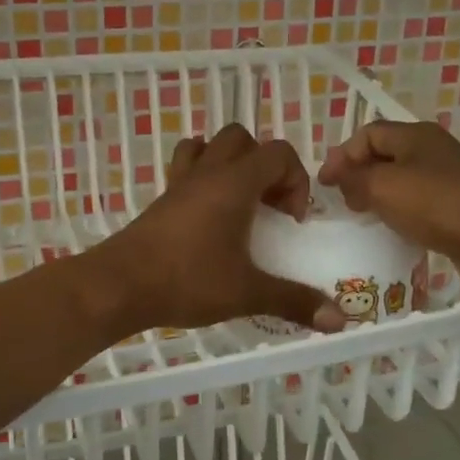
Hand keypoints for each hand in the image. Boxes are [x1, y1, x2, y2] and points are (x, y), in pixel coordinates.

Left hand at [89, 126, 345, 334]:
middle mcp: (208, 172)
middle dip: (264, 166)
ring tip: (238, 203)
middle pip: (242, 139)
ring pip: (209, 146)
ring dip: (230, 164)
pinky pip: (186, 168)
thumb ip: (294, 301)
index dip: (296, 180)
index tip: (290, 221)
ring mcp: (180, 183)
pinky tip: (207, 218)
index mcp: (235, 183)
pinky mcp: (161, 199)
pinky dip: (203, 178)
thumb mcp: (247, 292)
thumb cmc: (187, 280)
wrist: (119, 285)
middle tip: (267, 207)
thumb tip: (340, 320)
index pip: (278, 153)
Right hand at [318, 121, 459, 281]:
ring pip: (401, 179)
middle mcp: (433, 149)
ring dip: (378, 194)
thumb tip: (339, 177)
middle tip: (343, 201)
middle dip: (359, 174)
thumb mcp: (383, 187)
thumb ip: (353, 178)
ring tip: (364, 216)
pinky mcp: (458, 203)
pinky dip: (400, 210)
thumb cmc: (436, 205)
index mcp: (415, 134)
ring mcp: (448, 176)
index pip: (367, 134)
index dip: (342, 155)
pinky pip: (419, 200)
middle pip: (385, 155)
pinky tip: (394, 228)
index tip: (325, 184)